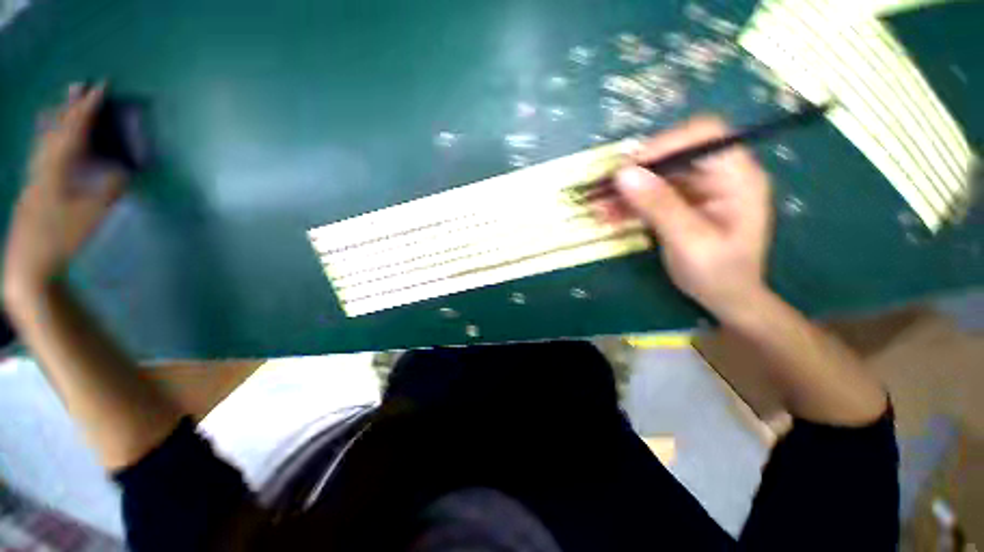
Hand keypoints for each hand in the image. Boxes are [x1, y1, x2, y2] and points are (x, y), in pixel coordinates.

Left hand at [3, 83, 126, 302]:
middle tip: (78, 85)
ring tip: (60, 104)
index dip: (88, 108)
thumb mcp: (90, 215)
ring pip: (44, 140)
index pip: (75, 130)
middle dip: (68, 107)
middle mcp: (41, 166)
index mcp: (56, 168)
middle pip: (55, 129)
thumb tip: (123, 174)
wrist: (29, 264)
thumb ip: (107, 191)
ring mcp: (35, 178)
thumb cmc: (60, 238)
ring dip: (55, 120)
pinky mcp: (33, 189)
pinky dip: (48, 141)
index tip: (101, 87)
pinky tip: (49, 141)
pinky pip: (42, 155)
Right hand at [612, 117, 771, 321]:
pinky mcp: (681, 203)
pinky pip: (651, 195)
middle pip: (674, 155)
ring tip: (599, 208)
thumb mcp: (688, 241)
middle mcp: (718, 175)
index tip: (628, 168)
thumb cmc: (718, 273)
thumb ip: (658, 205)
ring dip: (626, 191)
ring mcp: (698, 190)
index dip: (665, 143)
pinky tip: (609, 216)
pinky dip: (629, 204)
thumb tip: (623, 174)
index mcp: (737, 177)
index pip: (704, 135)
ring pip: (656, 176)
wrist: (726, 298)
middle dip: (636, 172)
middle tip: (604, 191)